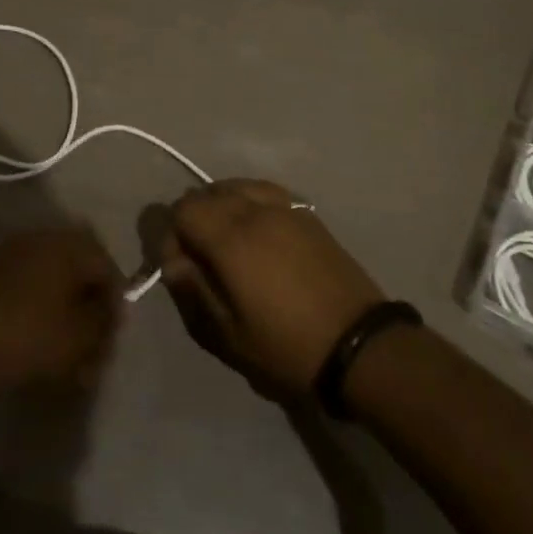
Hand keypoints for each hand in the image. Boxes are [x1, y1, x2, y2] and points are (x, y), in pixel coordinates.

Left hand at [0, 226, 122, 394]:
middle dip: (90, 307)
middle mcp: (43, 239)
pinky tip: (43, 342)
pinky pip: (32, 287)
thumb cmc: (29, 336)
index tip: (112, 337)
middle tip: (93, 344)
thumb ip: (103, 321)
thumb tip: (109, 311)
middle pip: (80, 271)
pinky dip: (43, 310)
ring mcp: (15, 253)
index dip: (115, 303)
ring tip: (69, 352)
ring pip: (55, 280)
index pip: (107, 266)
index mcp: (67, 245)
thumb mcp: (79, 336)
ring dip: (67, 311)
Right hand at [160, 181, 385, 401]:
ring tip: (227, 241)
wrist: (361, 347)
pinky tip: (255, 229)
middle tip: (200, 259)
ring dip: (220, 206)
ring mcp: (283, 208)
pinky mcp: (306, 214)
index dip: (171, 236)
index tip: (181, 268)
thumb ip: (192, 292)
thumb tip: (173, 262)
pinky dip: (248, 200)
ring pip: (235, 186)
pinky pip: (263, 190)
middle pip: (205, 193)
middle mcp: (253, 211)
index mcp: (230, 238)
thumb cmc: (287, 347)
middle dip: (192, 220)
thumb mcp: (228, 336)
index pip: (182, 210)